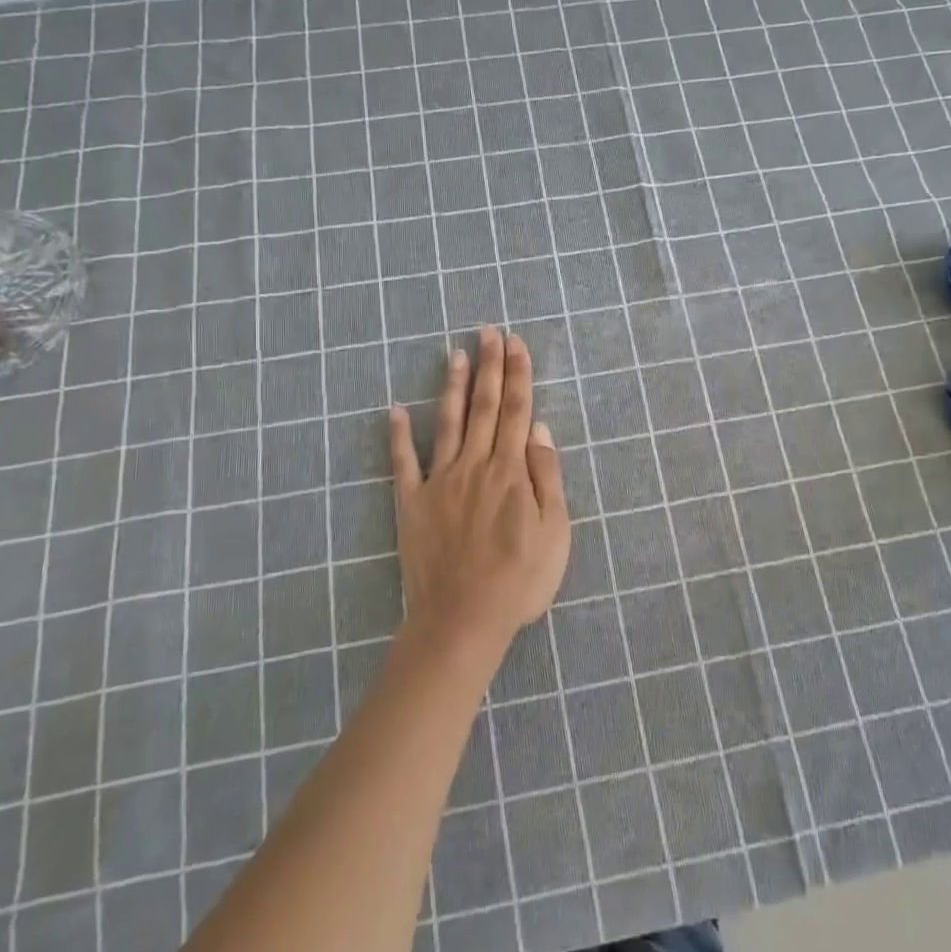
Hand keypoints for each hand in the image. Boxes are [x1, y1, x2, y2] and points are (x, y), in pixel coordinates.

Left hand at [388, 327, 571, 659]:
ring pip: (448, 423)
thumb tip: (538, 430)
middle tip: (488, 332)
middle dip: (489, 367)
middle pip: (484, 408)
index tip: (516, 344)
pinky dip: (399, 436)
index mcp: (510, 471)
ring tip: (455, 354)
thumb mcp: (554, 531)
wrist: (463, 619)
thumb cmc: (519, 579)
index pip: (517, 412)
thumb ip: (546, 477)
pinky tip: (396, 410)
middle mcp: (474, 466)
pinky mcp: (412, 503)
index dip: (518, 376)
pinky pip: (403, 463)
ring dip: (453, 387)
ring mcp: (439, 482)